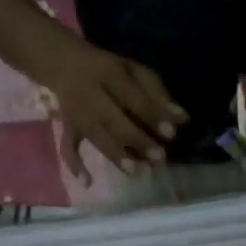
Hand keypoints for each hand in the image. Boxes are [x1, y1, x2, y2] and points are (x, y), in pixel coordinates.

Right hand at [46, 42, 187, 174]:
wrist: (62, 63)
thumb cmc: (108, 70)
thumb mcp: (133, 70)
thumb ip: (157, 93)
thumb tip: (182, 118)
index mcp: (109, 74)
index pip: (132, 97)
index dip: (152, 115)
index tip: (171, 134)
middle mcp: (90, 95)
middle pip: (114, 120)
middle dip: (136, 139)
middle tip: (159, 157)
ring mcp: (77, 114)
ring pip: (96, 136)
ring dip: (115, 155)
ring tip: (136, 172)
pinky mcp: (67, 127)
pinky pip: (67, 146)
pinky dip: (75, 165)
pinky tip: (88, 183)